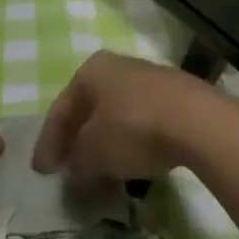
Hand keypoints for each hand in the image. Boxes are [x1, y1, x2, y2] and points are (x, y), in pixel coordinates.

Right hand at [32, 51, 216, 180]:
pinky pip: (141, 121)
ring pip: (115, 114)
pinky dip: (130, 141)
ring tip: (101, 172)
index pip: (60, 110)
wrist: (197, 120)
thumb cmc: (133, 128)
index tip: (41, 172)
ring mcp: (147, 78)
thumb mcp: (93, 152)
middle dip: (77, 140)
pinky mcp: (174, 96)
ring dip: (105, 142)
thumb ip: (77, 162)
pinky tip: (133, 163)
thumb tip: (74, 169)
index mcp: (90, 70)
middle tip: (68, 170)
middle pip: (88, 108)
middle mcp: (116, 66)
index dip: (48, 144)